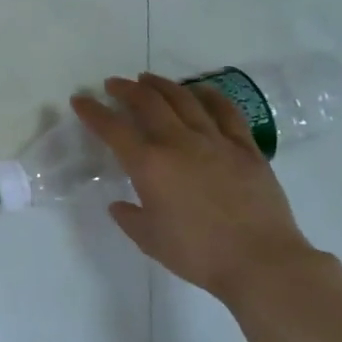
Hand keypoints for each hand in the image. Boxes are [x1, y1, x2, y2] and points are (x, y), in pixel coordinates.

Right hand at [73, 74, 318, 302]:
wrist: (261, 262)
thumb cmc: (197, 253)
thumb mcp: (149, 239)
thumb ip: (130, 217)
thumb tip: (120, 204)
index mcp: (149, 165)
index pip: (113, 129)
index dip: (93, 112)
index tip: (80, 100)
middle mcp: (179, 143)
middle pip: (149, 103)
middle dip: (126, 89)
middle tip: (114, 84)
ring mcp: (216, 142)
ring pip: (185, 100)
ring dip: (163, 85)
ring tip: (149, 79)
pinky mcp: (246, 149)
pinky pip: (226, 112)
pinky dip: (210, 96)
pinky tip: (201, 90)